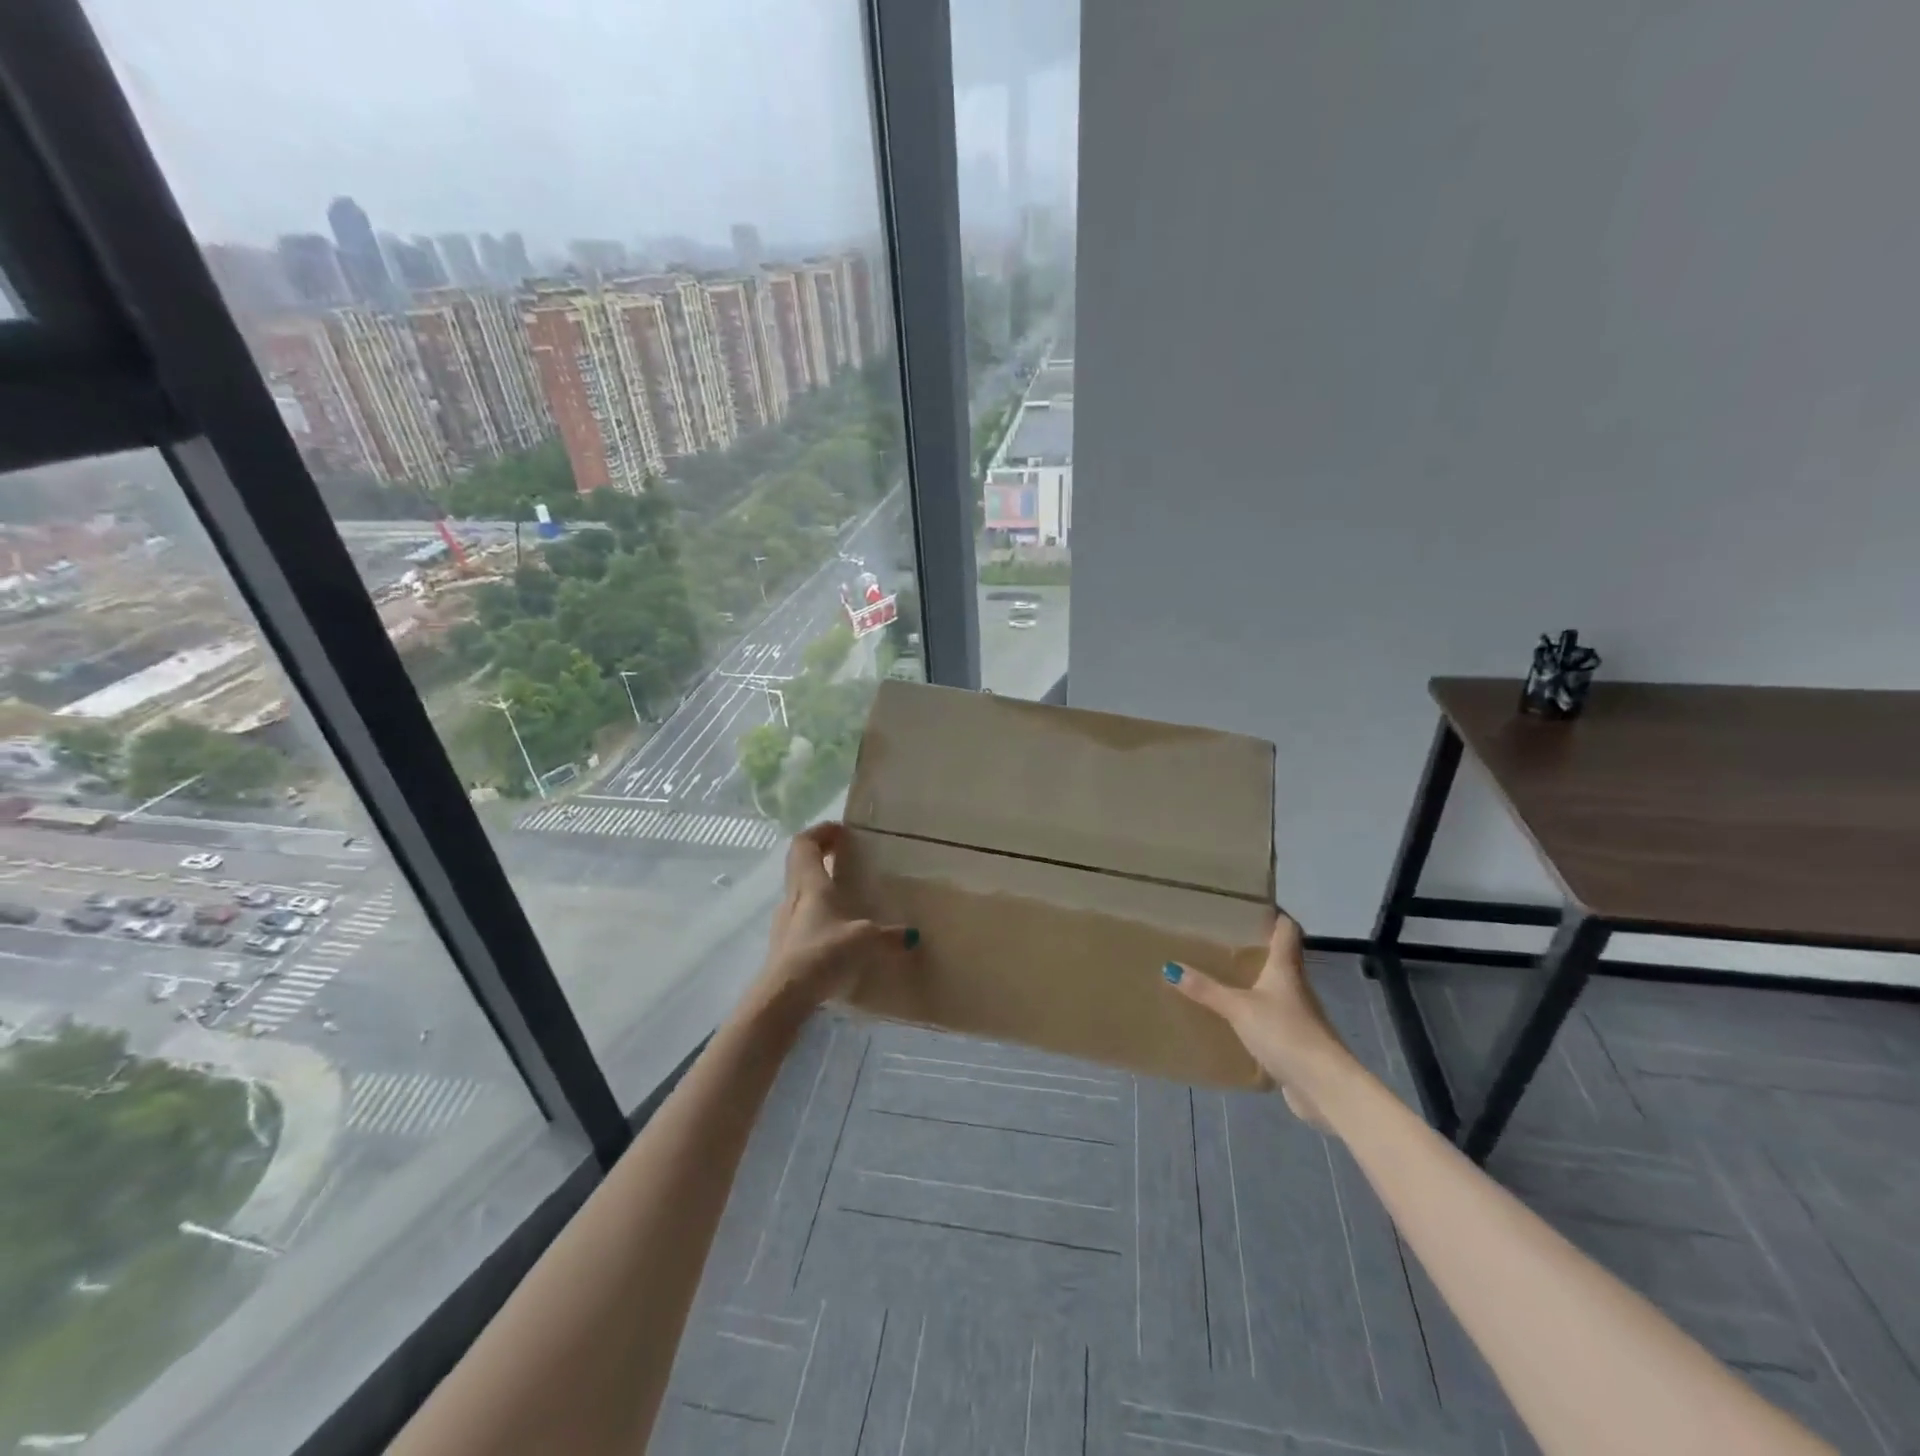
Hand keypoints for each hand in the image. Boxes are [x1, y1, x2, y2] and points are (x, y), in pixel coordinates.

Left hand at [754, 823, 916, 1010]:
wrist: (783, 996)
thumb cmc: (823, 953)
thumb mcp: (864, 941)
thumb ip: (889, 936)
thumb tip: (912, 935)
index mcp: (811, 885)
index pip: (805, 844)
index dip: (820, 832)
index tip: (840, 830)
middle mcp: (793, 896)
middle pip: (799, 864)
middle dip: (820, 854)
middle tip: (844, 854)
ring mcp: (784, 921)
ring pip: (798, 890)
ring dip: (816, 883)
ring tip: (842, 890)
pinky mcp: (784, 945)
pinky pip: (799, 915)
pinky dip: (815, 910)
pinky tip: (833, 926)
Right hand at [1166, 914, 1357, 1126]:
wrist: (1324, 1086)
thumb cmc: (1285, 1033)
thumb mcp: (1239, 1008)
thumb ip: (1206, 989)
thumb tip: (1170, 966)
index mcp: (1286, 968)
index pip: (1287, 930)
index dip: (1275, 915)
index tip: (1253, 906)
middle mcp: (1296, 987)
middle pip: (1280, 958)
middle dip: (1256, 949)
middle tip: (1223, 940)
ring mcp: (1298, 1016)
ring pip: (1274, 989)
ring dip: (1254, 983)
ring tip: (1222, 976)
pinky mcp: (1295, 1042)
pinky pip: (1270, 1019)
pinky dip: (1254, 1014)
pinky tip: (1234, 1020)